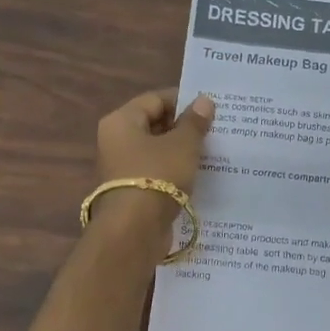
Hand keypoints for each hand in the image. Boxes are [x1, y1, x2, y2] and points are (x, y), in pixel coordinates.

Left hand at [95, 87, 215, 196]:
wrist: (135, 231)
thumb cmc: (157, 176)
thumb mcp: (183, 145)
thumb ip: (194, 122)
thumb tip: (204, 101)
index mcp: (121, 121)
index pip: (155, 99)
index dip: (183, 100)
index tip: (209, 107)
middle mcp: (116, 141)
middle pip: (154, 124)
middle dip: (183, 125)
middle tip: (214, 128)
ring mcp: (122, 168)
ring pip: (156, 149)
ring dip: (181, 149)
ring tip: (211, 149)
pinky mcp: (131, 191)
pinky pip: (156, 171)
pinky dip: (174, 169)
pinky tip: (198, 172)